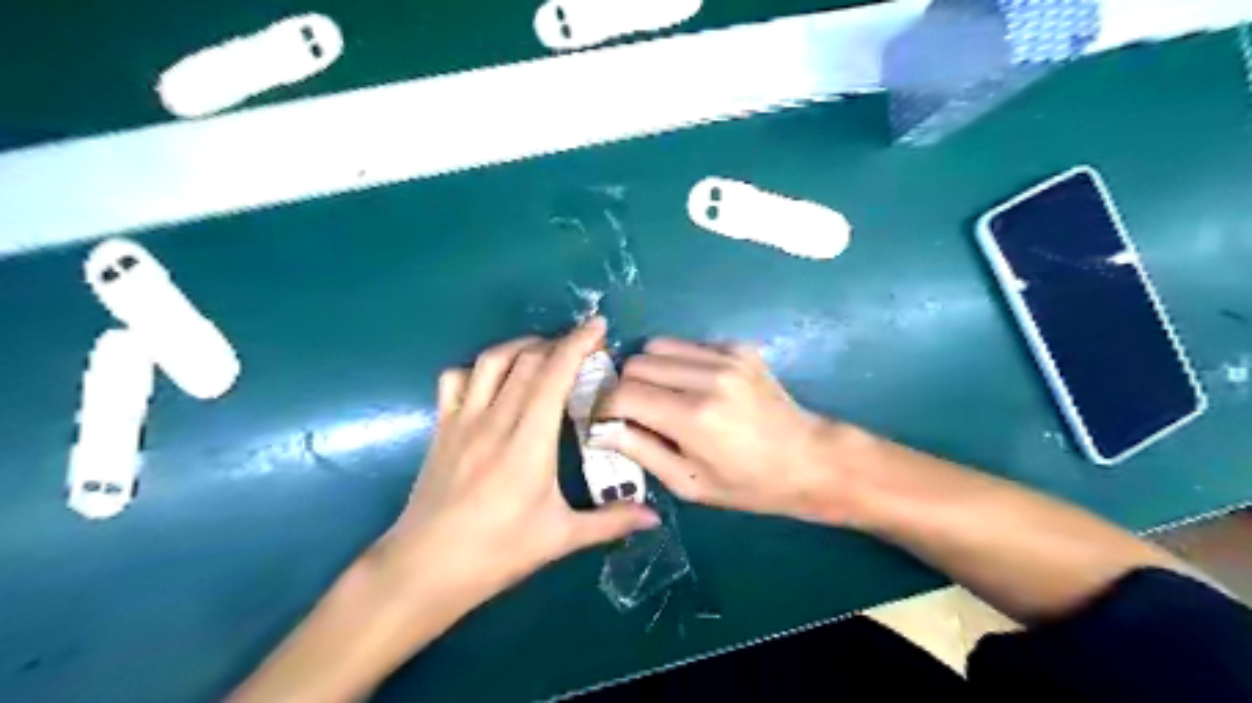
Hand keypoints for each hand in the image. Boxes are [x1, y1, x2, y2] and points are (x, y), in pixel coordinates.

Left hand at [375, 316, 657, 608]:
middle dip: (559, 342)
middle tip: (583, 347)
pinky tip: (494, 380)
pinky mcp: (441, 428)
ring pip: (491, 360)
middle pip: (527, 359)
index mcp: (528, 442)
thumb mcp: (559, 538)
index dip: (578, 344)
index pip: (554, 375)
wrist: (424, 568)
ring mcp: (462, 420)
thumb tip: (654, 517)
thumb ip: (610, 522)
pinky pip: (456, 379)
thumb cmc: (497, 553)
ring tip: (544, 353)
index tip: (598, 326)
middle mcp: (495, 419)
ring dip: (522, 346)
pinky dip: (479, 367)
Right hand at [595, 339, 860, 523]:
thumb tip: (600, 428)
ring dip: (648, 370)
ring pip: (657, 345)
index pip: (623, 394)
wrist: (810, 459)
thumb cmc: (748, 484)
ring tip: (660, 396)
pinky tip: (692, 385)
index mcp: (693, 417)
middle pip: (636, 363)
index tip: (603, 421)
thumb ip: (640, 451)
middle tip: (632, 412)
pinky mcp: (738, 347)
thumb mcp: (689, 483)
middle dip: (624, 387)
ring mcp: (725, 356)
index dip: (603, 407)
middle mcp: (707, 377)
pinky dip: (677, 362)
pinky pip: (687, 344)